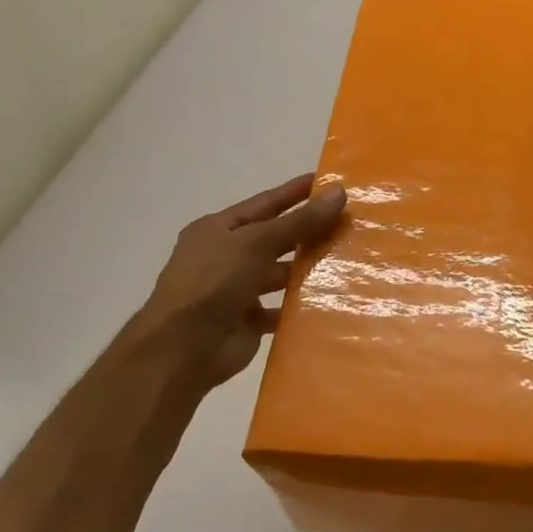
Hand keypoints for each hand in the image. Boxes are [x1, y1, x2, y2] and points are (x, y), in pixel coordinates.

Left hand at [135, 173, 346, 394]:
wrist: (183, 349)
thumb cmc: (213, 283)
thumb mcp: (257, 243)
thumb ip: (299, 221)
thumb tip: (339, 192)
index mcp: (218, 230)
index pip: (265, 204)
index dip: (296, 192)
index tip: (329, 182)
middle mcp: (226, 256)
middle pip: (275, 238)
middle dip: (308, 231)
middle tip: (349, 222)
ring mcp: (237, 290)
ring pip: (280, 274)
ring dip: (307, 268)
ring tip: (348, 259)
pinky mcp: (248, 321)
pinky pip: (281, 308)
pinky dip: (301, 305)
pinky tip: (331, 299)